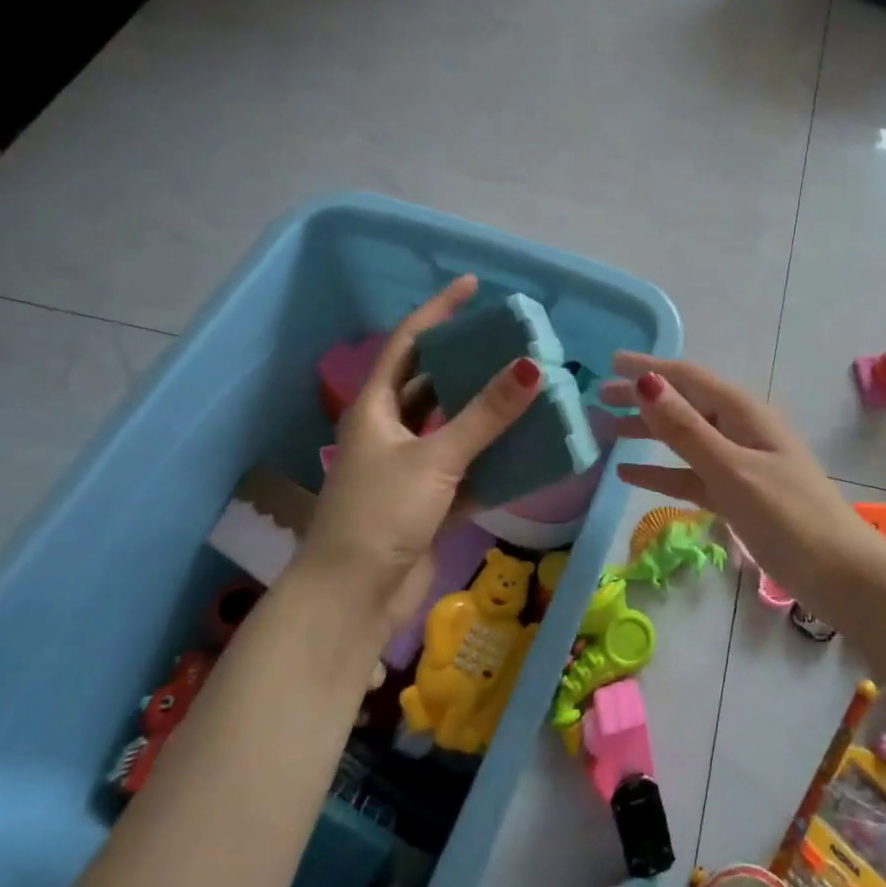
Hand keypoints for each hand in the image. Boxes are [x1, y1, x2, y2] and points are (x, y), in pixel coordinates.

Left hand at [289, 275, 541, 640]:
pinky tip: (527, 449)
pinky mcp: (427, 501)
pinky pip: (467, 469)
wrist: (353, 599)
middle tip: (511, 344)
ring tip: (527, 389)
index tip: (473, 287)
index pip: (408, 343)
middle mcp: (389, 431)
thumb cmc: (381, 514)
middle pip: (432, 383)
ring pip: (452, 427)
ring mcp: (408, 468)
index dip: (438, 311)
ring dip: (485, 413)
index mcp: (375, 409)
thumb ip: (486, 415)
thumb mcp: (436, 458)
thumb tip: (532, 366)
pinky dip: (493, 460)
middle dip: (468, 363)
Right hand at [602, 354, 885, 625]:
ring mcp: (738, 463)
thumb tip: (645, 382)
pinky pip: (690, 473)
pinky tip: (629, 473)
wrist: (838, 573)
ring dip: (647, 431)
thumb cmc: (787, 516)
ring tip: (605, 428)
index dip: (649, 367)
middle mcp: (739, 429)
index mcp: (742, 413)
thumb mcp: (731, 469)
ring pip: (684, 438)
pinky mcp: (736, 494)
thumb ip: (686, 429)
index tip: (610, 361)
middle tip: (597, 396)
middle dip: (642, 397)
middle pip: (683, 404)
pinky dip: (661, 470)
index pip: (688, 377)